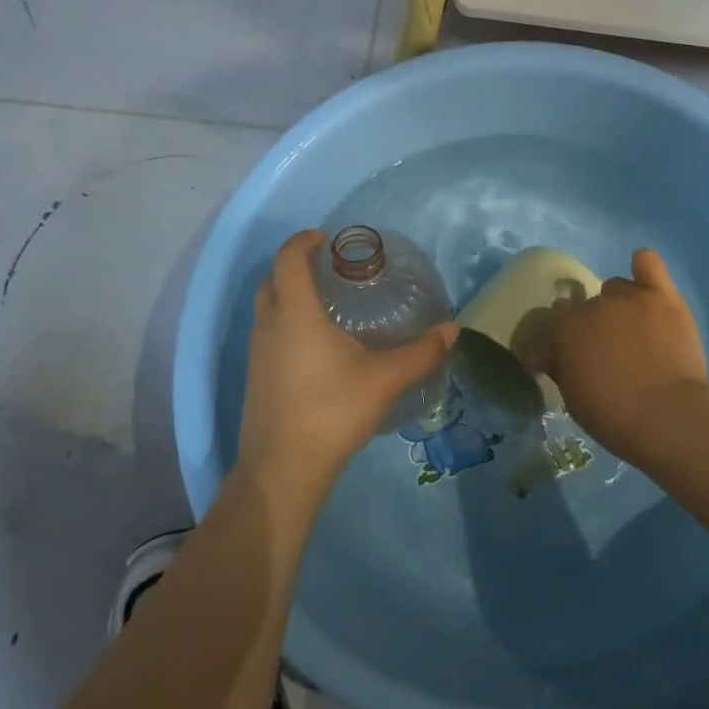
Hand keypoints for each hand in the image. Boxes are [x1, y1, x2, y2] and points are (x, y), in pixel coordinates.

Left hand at [238, 230, 457, 501]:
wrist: (283, 469)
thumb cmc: (332, 411)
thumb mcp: (384, 379)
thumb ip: (421, 353)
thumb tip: (453, 330)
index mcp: (296, 313)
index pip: (288, 259)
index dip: (304, 241)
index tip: (326, 238)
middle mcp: (270, 325)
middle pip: (272, 279)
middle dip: (295, 265)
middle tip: (328, 270)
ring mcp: (257, 353)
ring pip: (267, 308)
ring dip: (288, 295)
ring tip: (325, 304)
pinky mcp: (255, 377)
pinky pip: (268, 333)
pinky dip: (285, 322)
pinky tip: (315, 347)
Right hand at [522, 249, 708, 463]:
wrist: (668, 416)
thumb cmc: (614, 416)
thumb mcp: (572, 398)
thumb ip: (559, 367)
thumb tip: (546, 353)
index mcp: (566, 328)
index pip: (556, 317)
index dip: (564, 335)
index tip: (572, 353)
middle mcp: (593, 305)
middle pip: (586, 303)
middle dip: (592, 323)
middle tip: (608, 349)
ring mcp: (629, 298)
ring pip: (616, 287)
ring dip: (619, 303)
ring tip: (635, 329)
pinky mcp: (662, 296)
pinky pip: (648, 263)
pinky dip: (643, 267)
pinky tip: (645, 278)